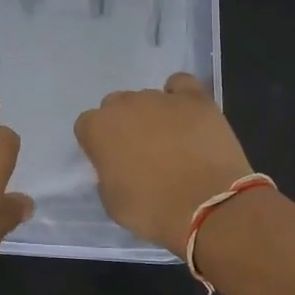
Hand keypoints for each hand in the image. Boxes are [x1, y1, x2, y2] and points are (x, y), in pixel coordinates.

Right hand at [75, 73, 253, 254]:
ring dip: (153, 115)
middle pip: (116, 106)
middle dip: (125, 124)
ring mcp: (160, 98)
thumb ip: (107, 174)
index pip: (87, 125)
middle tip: (141, 152)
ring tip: (173, 142)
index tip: (111, 161)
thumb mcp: (112, 201)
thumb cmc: (152, 210)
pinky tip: (186, 114)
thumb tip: (118, 165)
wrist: (206, 206)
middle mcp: (125, 105)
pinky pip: (180, 84)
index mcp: (98, 128)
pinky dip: (179, 95)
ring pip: (148, 98)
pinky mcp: (194, 98)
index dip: (99, 143)